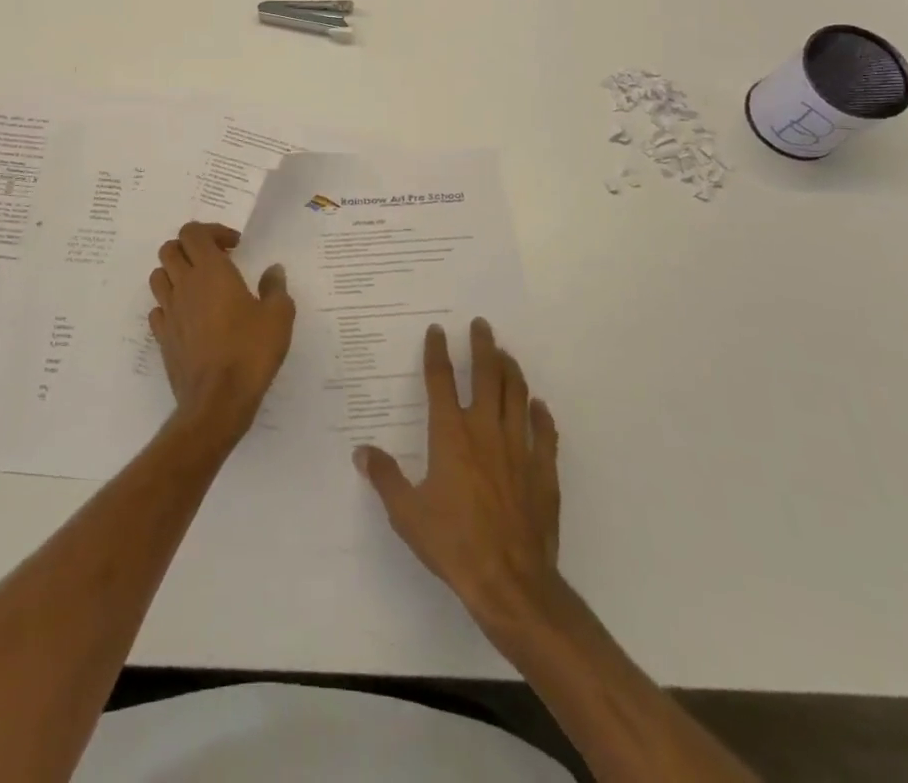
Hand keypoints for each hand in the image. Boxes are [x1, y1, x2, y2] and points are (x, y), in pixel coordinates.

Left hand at [148, 222, 294, 447]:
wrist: (218, 400)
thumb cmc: (250, 351)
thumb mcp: (278, 316)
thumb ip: (275, 287)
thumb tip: (273, 270)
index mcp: (211, 271)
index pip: (193, 232)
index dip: (212, 231)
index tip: (234, 246)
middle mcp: (184, 285)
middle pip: (170, 249)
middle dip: (190, 247)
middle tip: (215, 260)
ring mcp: (169, 311)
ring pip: (158, 276)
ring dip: (175, 272)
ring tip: (199, 285)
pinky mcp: (162, 337)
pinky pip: (158, 309)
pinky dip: (170, 304)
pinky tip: (188, 316)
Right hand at [355, 318, 562, 636]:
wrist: (511, 582)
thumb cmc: (454, 545)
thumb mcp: (407, 514)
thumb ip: (385, 477)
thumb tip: (362, 451)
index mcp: (450, 435)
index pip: (441, 380)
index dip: (437, 352)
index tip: (437, 330)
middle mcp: (485, 430)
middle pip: (486, 375)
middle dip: (482, 346)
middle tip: (481, 324)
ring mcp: (519, 448)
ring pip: (517, 395)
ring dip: (511, 370)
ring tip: (505, 354)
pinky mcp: (544, 471)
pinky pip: (546, 433)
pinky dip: (542, 415)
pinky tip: (539, 406)